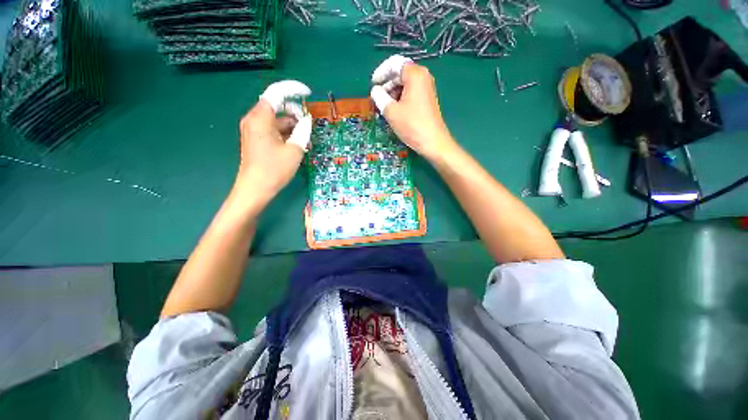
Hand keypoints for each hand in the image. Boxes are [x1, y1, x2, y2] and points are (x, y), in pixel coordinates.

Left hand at [235, 80, 311, 202]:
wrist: (255, 189)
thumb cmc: (274, 170)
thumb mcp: (294, 150)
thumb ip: (302, 131)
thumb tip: (307, 120)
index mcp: (261, 118)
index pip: (276, 93)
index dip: (293, 89)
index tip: (307, 93)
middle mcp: (254, 119)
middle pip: (276, 105)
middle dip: (294, 112)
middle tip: (308, 125)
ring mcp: (254, 129)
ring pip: (276, 118)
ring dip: (292, 124)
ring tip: (305, 138)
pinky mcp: (256, 138)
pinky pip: (273, 128)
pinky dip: (285, 132)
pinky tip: (296, 143)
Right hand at [370, 55, 456, 159]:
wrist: (433, 142)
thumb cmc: (412, 125)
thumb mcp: (391, 111)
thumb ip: (380, 97)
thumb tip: (375, 91)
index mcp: (415, 74)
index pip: (394, 64)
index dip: (381, 73)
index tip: (373, 85)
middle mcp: (422, 77)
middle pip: (400, 73)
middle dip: (386, 85)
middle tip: (377, 99)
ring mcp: (426, 89)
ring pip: (404, 84)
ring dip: (392, 93)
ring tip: (384, 107)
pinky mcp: (426, 100)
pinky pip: (410, 93)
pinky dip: (400, 98)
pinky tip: (394, 111)